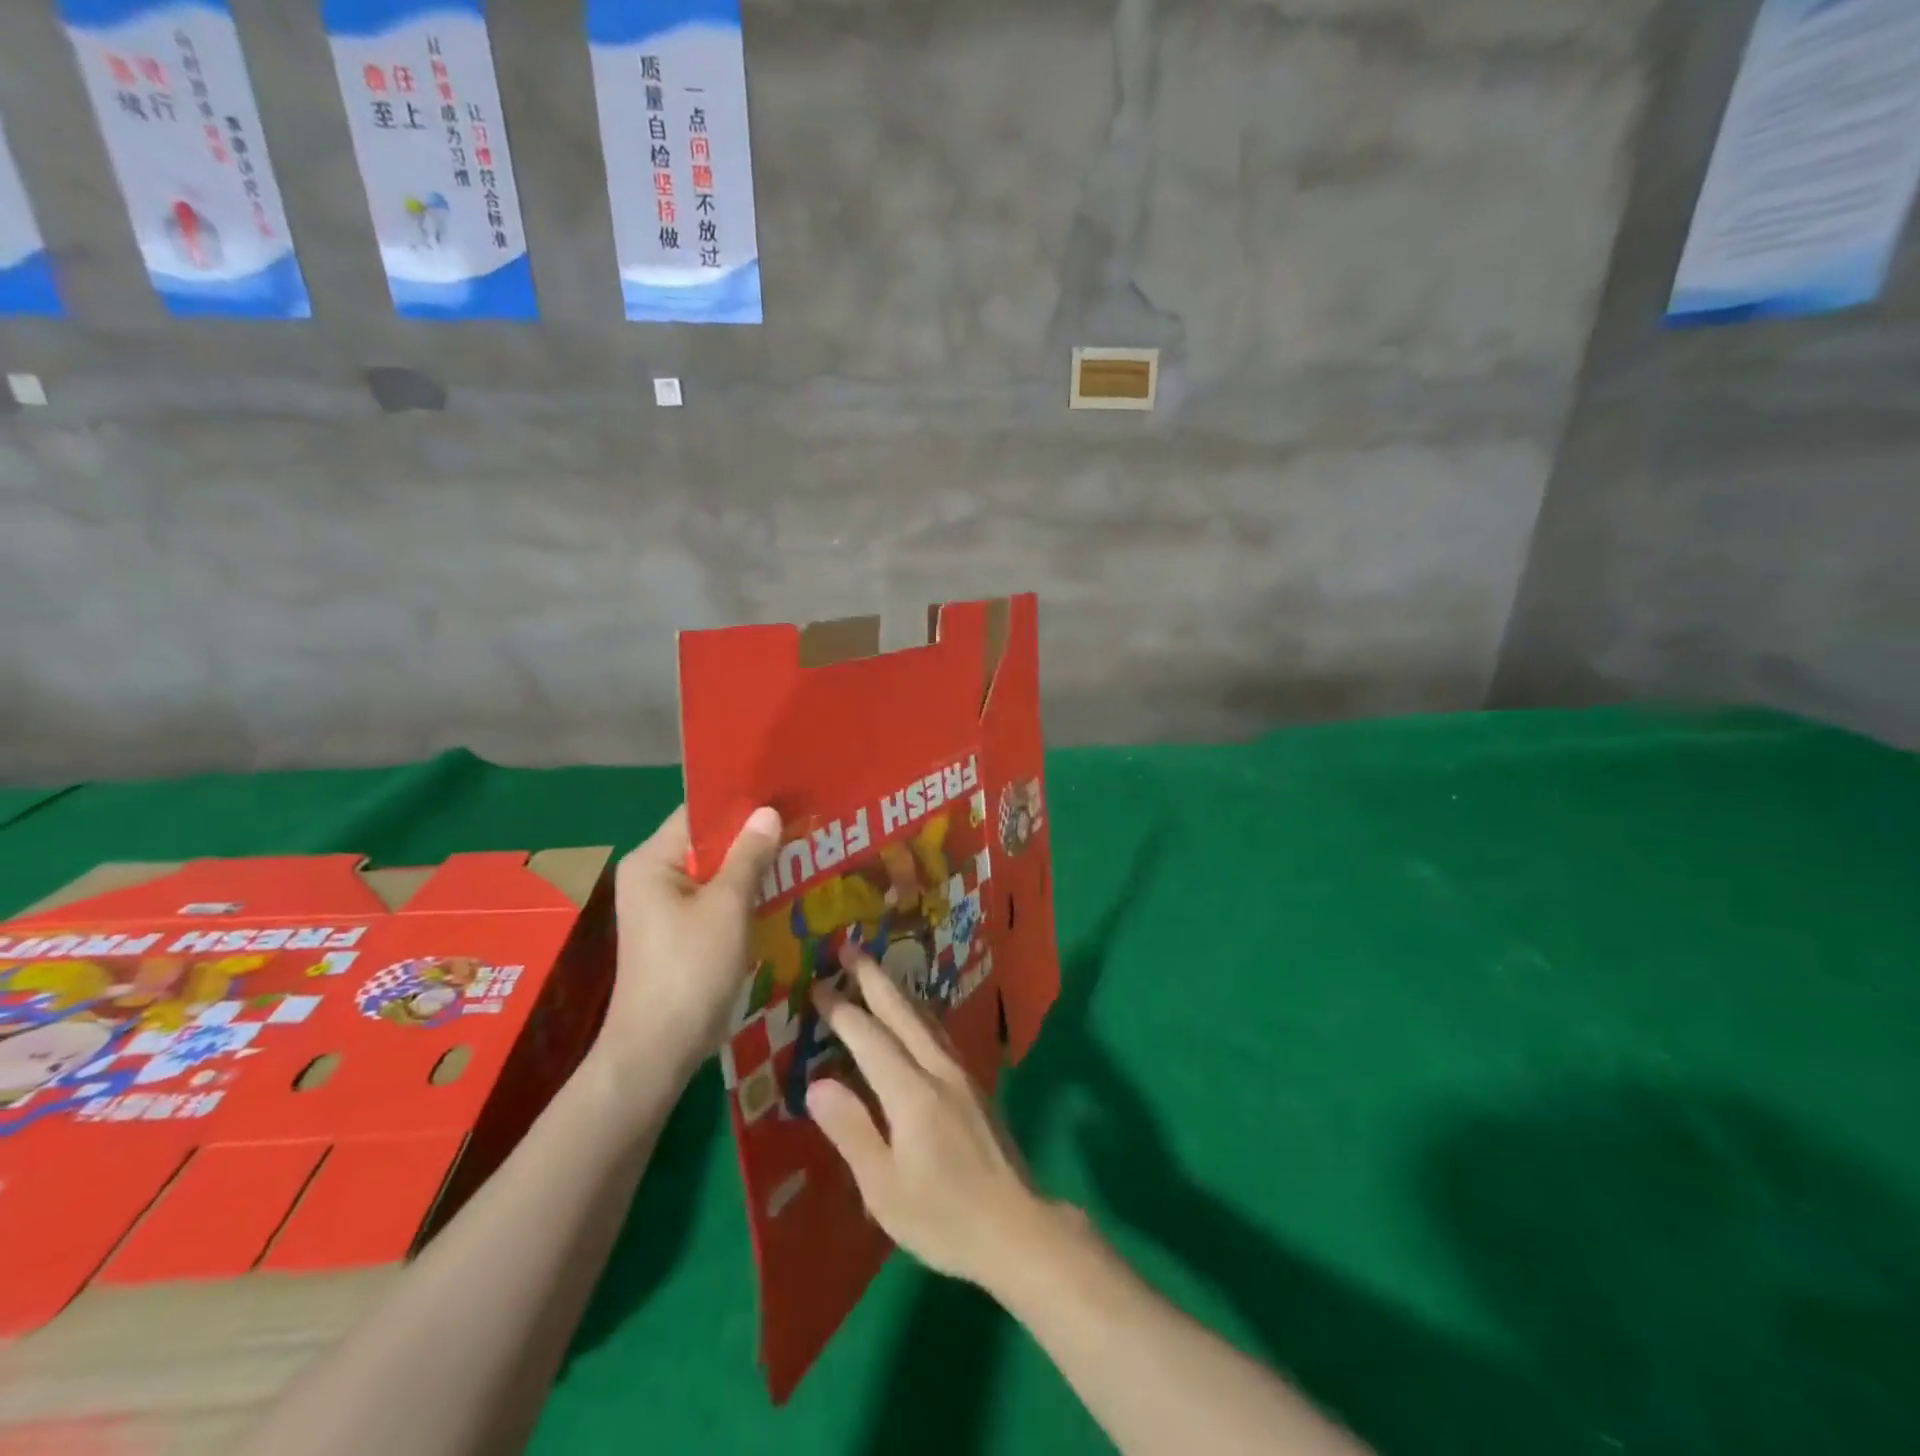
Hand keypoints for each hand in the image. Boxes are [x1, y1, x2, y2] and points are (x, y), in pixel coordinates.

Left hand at [600, 804, 780, 1080]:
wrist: (658, 1050)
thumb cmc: (691, 969)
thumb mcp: (728, 906)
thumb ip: (749, 855)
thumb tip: (768, 812)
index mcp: (651, 861)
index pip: (698, 815)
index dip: (741, 804)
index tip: (784, 796)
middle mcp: (651, 877)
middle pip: (707, 843)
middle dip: (753, 837)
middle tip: (801, 823)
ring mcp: (663, 908)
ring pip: (714, 874)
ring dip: (752, 867)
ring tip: (800, 851)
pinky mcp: (678, 933)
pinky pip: (714, 900)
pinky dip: (743, 894)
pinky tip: (781, 890)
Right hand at [808, 956, 1048, 1289]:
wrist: (1017, 1227)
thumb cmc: (943, 1217)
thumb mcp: (884, 1188)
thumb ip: (852, 1130)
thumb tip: (817, 1082)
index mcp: (912, 1093)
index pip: (870, 1038)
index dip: (842, 1011)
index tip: (818, 985)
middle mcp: (939, 1070)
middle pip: (902, 1013)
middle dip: (874, 979)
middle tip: (849, 947)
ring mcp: (961, 1074)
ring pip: (924, 1019)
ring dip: (897, 991)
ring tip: (876, 972)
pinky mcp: (973, 1085)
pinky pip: (937, 1034)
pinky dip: (916, 1014)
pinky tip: (913, 1017)